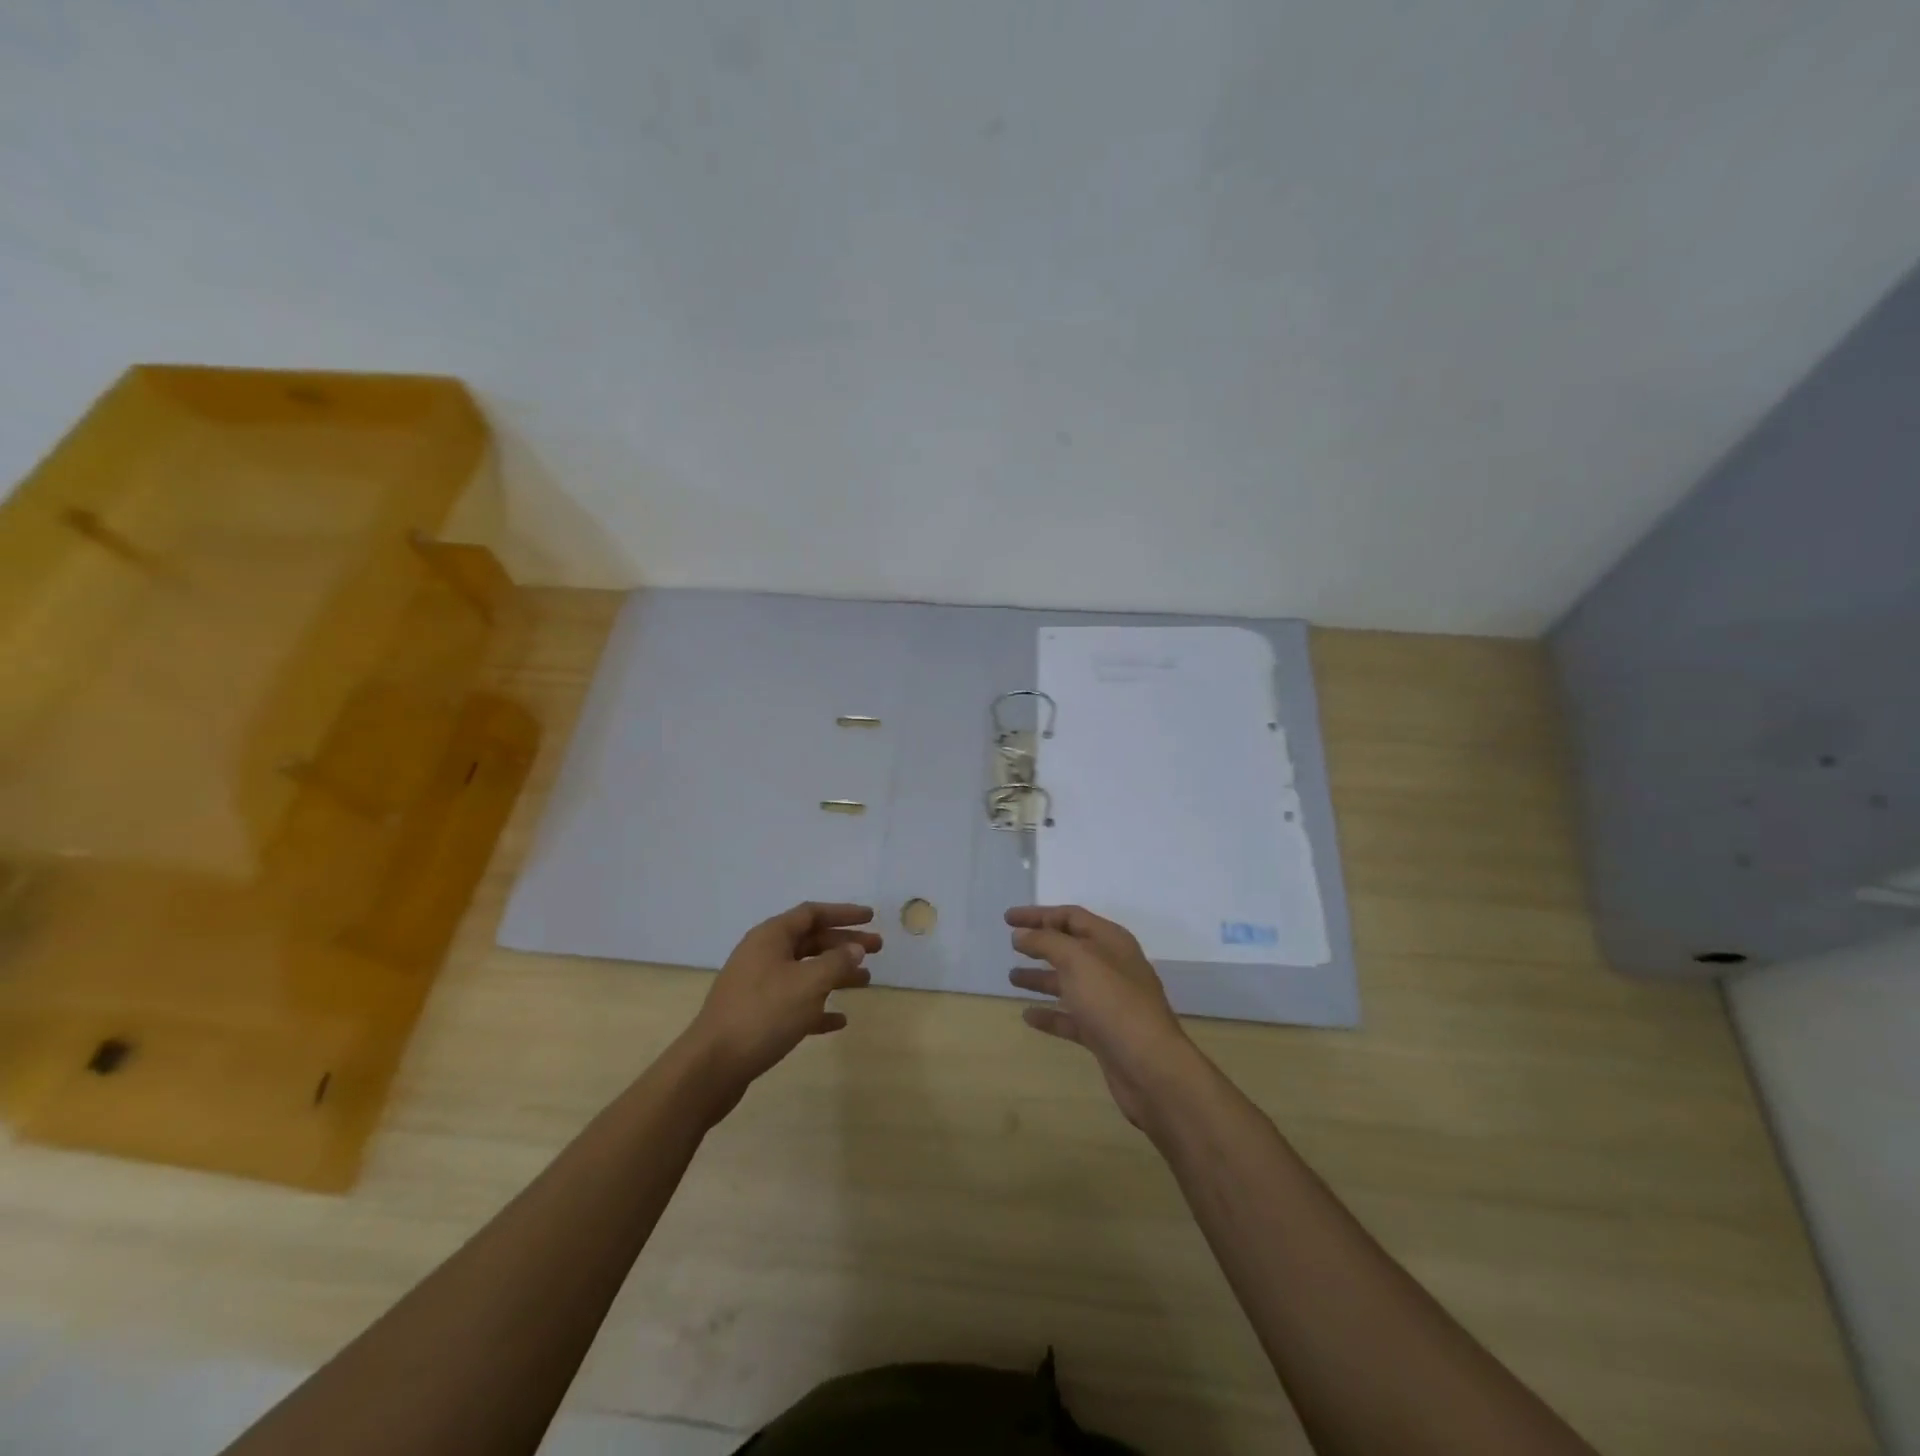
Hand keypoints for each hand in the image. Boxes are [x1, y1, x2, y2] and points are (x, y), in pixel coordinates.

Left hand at [687, 902, 879, 1100]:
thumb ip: (837, 962)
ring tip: (865, 982)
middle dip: (844, 944)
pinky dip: (818, 1007)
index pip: (812, 913)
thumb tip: (855, 948)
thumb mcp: (808, 983)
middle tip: (877, 950)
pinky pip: (795, 1002)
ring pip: (805, 971)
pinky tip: (839, 1020)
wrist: (712, 1066)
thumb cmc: (764, 1014)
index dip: (843, 913)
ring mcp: (758, 986)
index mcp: (771, 937)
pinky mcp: (757, 1016)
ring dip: (835, 974)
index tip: (871, 917)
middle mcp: (763, 955)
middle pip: (811, 940)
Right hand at [1006, 905, 1196, 1127]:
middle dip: (1040, 944)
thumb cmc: (1113, 1002)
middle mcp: (1111, 966)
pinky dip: (1050, 1014)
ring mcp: (1108, 1001)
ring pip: (1068, 982)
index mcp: (1110, 941)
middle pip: (1070, 947)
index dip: (1038, 915)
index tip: (1008, 919)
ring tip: (1011, 978)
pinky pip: (1071, 1017)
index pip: (1070, 917)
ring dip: (1040, 978)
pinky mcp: (1103, 1033)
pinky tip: (1028, 1016)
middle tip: (1010, 944)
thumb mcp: (1077, 960)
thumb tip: (1021, 934)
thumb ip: (1046, 942)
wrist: (1150, 1067)